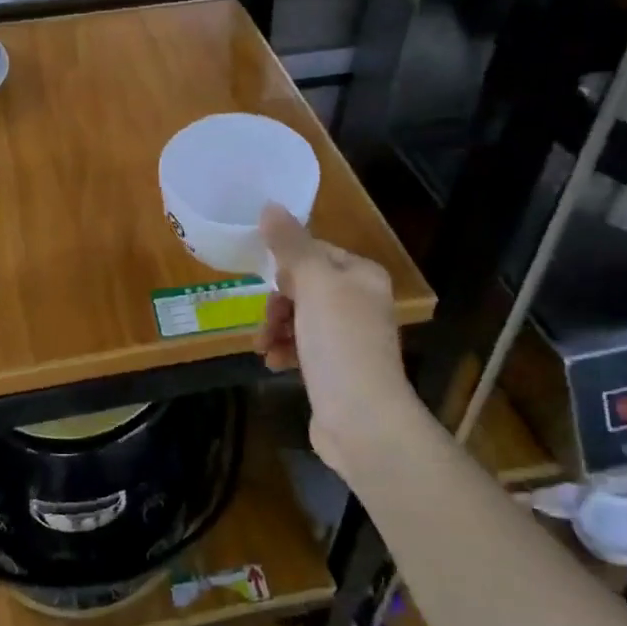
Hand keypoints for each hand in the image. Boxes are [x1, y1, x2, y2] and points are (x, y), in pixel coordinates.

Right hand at [255, 206, 416, 477]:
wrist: (363, 420)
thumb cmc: (340, 343)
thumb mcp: (313, 285)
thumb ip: (291, 245)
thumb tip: (270, 205)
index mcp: (361, 275)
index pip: (315, 252)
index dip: (286, 266)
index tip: (268, 283)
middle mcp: (359, 301)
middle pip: (303, 285)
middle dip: (277, 302)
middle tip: (266, 321)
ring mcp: (348, 338)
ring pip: (298, 317)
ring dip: (275, 328)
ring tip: (263, 347)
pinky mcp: (335, 369)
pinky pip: (301, 346)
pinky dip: (284, 350)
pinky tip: (272, 363)